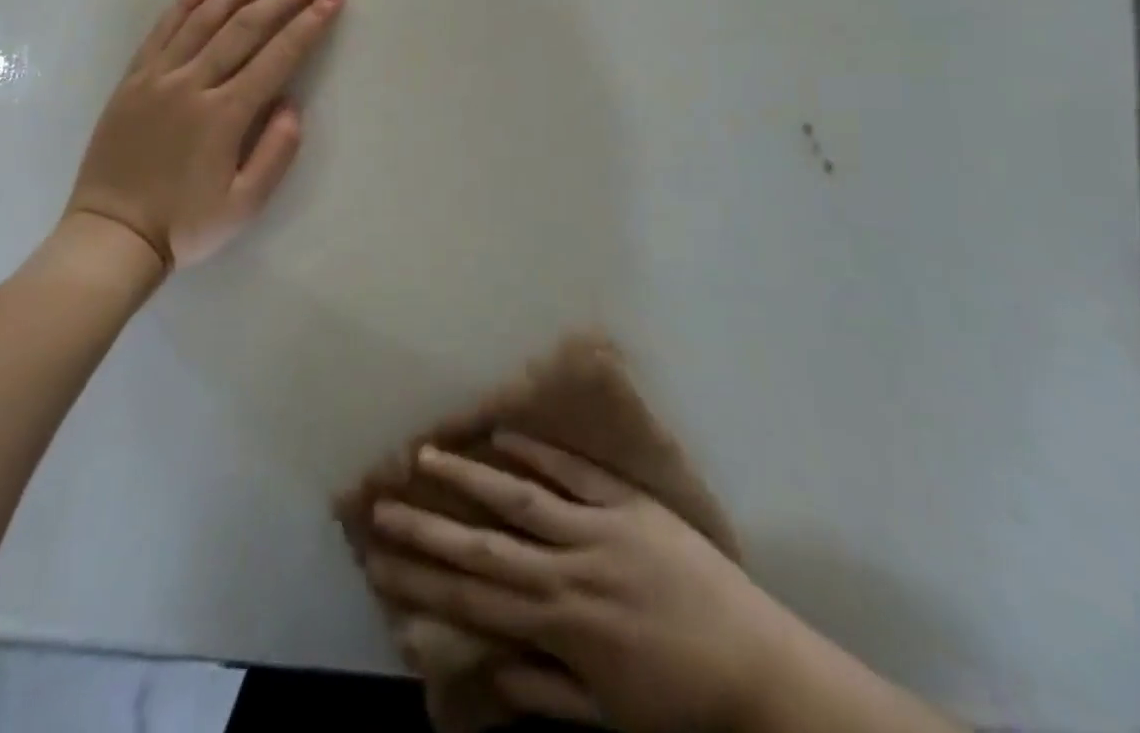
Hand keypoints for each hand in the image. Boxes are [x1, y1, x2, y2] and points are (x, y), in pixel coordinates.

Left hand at [65, 0, 344, 269]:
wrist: (111, 235)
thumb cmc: (184, 225)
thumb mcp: (244, 205)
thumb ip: (275, 153)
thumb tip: (291, 105)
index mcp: (224, 115)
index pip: (277, 57)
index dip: (309, 24)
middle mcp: (192, 84)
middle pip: (245, 28)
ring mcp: (158, 78)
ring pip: (203, 20)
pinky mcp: (132, 80)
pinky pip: (161, 31)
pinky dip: (184, 4)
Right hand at [365, 434, 782, 732]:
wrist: (759, 669)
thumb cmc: (681, 703)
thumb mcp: (609, 717)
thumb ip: (545, 691)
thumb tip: (489, 667)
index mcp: (560, 627)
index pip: (475, 602)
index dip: (424, 583)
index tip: (380, 563)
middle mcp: (568, 571)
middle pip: (484, 546)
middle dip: (428, 528)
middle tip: (381, 507)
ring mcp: (597, 528)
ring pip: (519, 496)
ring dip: (470, 476)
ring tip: (426, 454)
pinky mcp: (627, 502)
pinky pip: (573, 471)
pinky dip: (536, 451)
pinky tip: (501, 433)